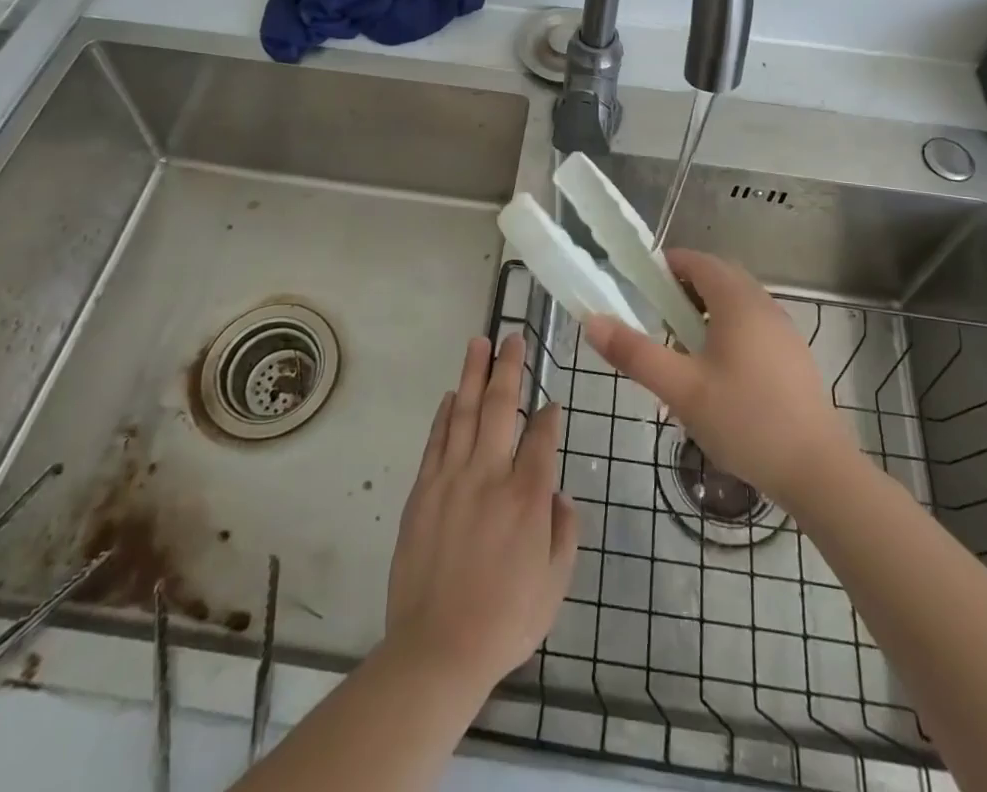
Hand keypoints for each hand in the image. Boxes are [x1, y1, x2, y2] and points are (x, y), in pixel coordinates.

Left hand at [385, 334, 579, 694]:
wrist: (437, 649)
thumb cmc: (505, 620)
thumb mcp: (555, 584)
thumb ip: (563, 531)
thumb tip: (557, 492)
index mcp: (527, 495)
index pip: (541, 436)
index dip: (548, 415)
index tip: (552, 403)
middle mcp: (490, 474)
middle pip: (499, 406)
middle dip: (509, 368)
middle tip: (512, 338)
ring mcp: (451, 478)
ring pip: (463, 412)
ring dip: (473, 374)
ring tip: (479, 343)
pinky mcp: (423, 489)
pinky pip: (435, 440)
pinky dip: (443, 413)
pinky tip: (450, 394)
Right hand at [583, 248, 861, 512]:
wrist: (817, 471)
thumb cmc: (745, 420)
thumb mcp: (681, 389)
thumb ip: (634, 353)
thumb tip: (591, 321)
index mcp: (737, 301)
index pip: (697, 261)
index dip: (666, 266)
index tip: (638, 286)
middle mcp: (764, 305)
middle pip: (718, 279)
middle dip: (683, 290)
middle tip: (655, 319)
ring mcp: (783, 331)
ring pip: (737, 304)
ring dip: (706, 313)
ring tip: (680, 349)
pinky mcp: (793, 357)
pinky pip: (753, 326)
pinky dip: (728, 332)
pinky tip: (716, 375)